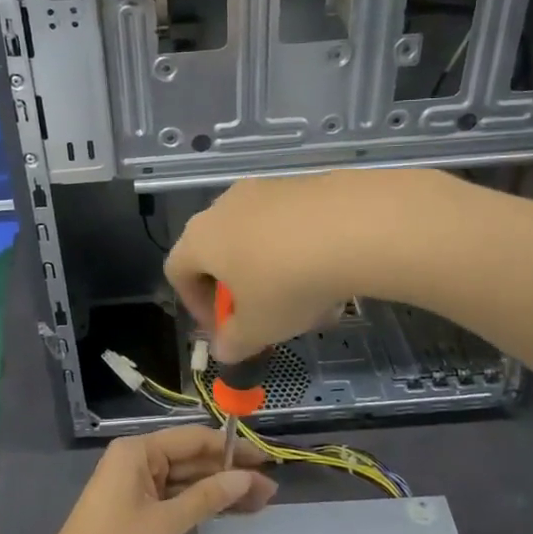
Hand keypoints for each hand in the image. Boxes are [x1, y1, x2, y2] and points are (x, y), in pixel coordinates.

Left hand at [0, 426, 274, 533]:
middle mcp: (136, 459)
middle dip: (229, 474)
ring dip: (219, 490)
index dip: (230, 449)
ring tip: (260, 502)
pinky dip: (200, 503)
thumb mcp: (168, 521)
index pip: (193, 439)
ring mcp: (136, 483)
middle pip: (191, 458)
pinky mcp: (136, 506)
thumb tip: (246, 478)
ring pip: (186, 479)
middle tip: (270, 490)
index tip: (265, 461)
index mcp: (138, 450)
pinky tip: (230, 511)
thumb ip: (208, 496)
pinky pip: (174, 496)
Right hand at [164, 169, 451, 361]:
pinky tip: (329, 273)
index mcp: (200, 239)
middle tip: (261, 315)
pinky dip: (298, 249)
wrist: (355, 227)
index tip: (223, 330)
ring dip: (270, 270)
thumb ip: (234, 342)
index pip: (177, 271)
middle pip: (217, 251)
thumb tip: (223, 350)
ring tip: (305, 300)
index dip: (195, 305)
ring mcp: (265, 189)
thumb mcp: (259, 328)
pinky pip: (289, 222)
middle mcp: (224, 206)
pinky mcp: (302, 183)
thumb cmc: (288, 284)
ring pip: (256, 237)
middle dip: (236, 288)